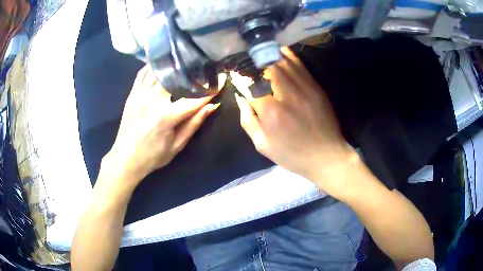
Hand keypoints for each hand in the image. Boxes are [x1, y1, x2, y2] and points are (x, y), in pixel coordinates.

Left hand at [102, 65, 219, 189]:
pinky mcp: (132, 94)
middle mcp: (152, 101)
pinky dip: (153, 67)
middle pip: (175, 77)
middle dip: (191, 72)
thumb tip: (212, 106)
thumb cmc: (153, 156)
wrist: (125, 158)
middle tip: (202, 68)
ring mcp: (140, 95)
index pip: (194, 98)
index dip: (210, 89)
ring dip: (172, 66)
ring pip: (159, 71)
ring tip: (184, 62)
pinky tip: (162, 65)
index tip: (221, 80)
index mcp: (166, 117)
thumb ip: (194, 123)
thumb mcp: (177, 145)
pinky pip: (142, 73)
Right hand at [233, 48, 356, 195]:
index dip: (240, 77)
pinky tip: (279, 51)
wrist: (326, 156)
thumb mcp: (263, 145)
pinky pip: (299, 64)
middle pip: (265, 67)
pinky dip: (287, 56)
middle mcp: (286, 93)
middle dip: (253, 63)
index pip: (249, 84)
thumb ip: (248, 120)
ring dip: (268, 56)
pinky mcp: (315, 86)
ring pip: (282, 62)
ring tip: (259, 54)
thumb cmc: (292, 155)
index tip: (235, 74)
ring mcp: (303, 87)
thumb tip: (241, 99)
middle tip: (247, 63)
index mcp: (270, 111)